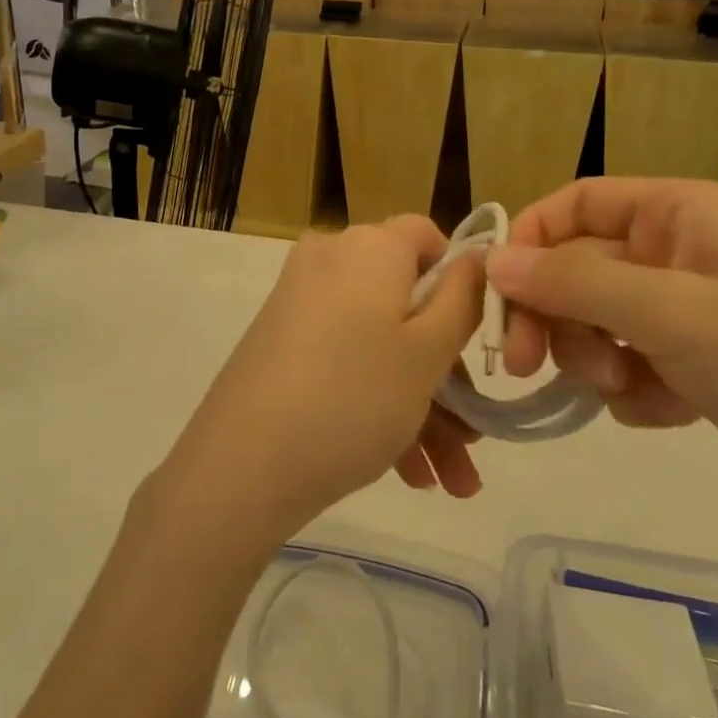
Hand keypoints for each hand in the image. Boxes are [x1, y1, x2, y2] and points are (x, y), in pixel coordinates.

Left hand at [162, 217, 486, 550]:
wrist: (242, 463)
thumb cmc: (354, 396)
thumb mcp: (428, 352)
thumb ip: (462, 300)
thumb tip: (475, 258)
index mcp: (371, 246)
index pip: (427, 236)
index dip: (458, 282)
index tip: (474, 340)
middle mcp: (332, 259)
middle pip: (406, 301)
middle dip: (446, 375)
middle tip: (472, 440)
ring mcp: (301, 300)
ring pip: (379, 341)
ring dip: (421, 406)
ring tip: (449, 482)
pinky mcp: (281, 339)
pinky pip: (345, 357)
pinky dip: (377, 401)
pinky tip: (407, 472)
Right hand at [487, 179, 717, 534]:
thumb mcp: (673, 315)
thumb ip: (574, 283)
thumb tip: (492, 260)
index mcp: (684, 211)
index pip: (579, 202)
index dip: (532, 239)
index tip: (497, 292)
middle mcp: (686, 249)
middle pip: (582, 266)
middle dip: (557, 314)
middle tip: (525, 364)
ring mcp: (697, 309)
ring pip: (601, 318)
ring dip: (593, 354)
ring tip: (621, 390)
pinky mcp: (706, 365)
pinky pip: (634, 361)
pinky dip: (632, 387)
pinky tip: (662, 412)